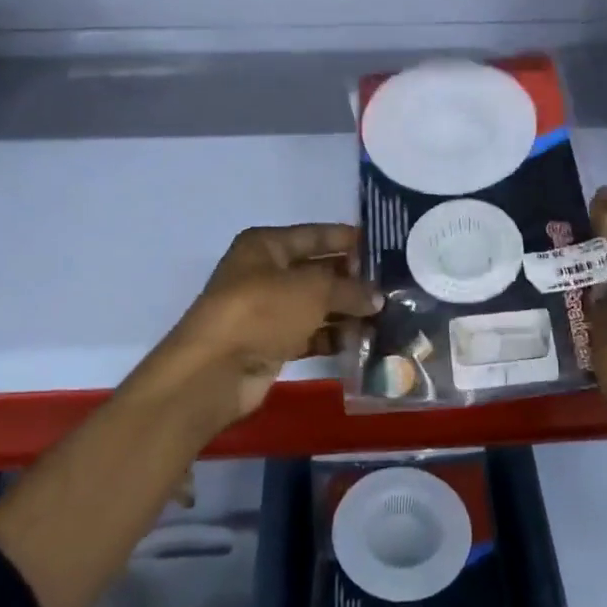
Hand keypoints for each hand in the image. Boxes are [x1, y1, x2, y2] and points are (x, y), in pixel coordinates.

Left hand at [128, 224, 381, 439]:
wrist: (214, 371)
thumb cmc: (262, 311)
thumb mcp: (313, 290)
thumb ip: (350, 289)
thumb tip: (378, 297)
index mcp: (266, 245)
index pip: (315, 235)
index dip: (347, 240)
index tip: (383, 247)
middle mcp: (264, 273)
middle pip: (317, 270)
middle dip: (352, 279)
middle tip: (393, 286)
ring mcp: (266, 310)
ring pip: (315, 305)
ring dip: (346, 311)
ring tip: (386, 316)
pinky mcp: (270, 344)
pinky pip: (309, 334)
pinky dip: (333, 337)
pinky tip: (363, 342)